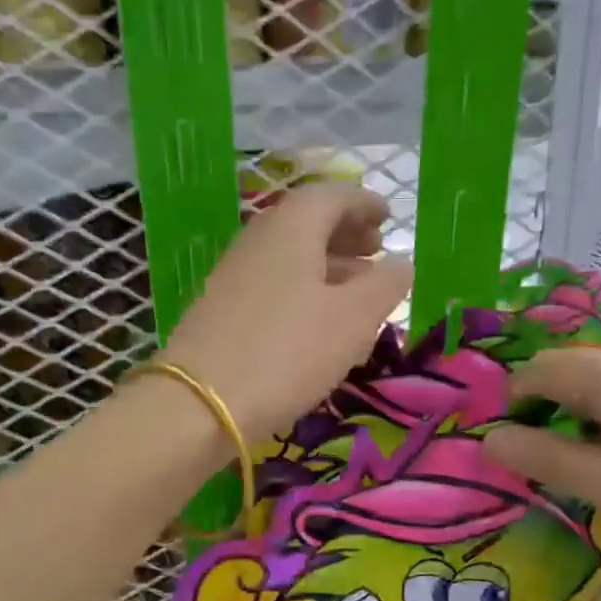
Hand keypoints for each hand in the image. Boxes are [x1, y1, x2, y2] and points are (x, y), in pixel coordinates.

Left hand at [162, 183, 411, 442]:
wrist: (198, 404)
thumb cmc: (287, 352)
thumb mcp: (352, 320)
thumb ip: (385, 286)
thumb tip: (401, 263)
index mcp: (292, 228)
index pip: (333, 196)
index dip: (365, 204)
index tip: (389, 218)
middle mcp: (258, 240)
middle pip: (307, 223)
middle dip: (346, 233)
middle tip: (375, 250)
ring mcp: (234, 275)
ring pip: (290, 257)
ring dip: (327, 265)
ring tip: (357, 290)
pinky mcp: (221, 310)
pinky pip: (273, 284)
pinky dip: (303, 290)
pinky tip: (318, 322)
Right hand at [483, 351, 600, 600]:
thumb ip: (546, 458)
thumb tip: (488, 438)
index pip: (550, 368)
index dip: (511, 396)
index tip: (491, 441)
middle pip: (574, 375)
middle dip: (536, 407)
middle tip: (515, 456)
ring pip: (598, 396)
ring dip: (564, 422)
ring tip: (549, 465)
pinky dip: (594, 433)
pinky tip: (594, 467)